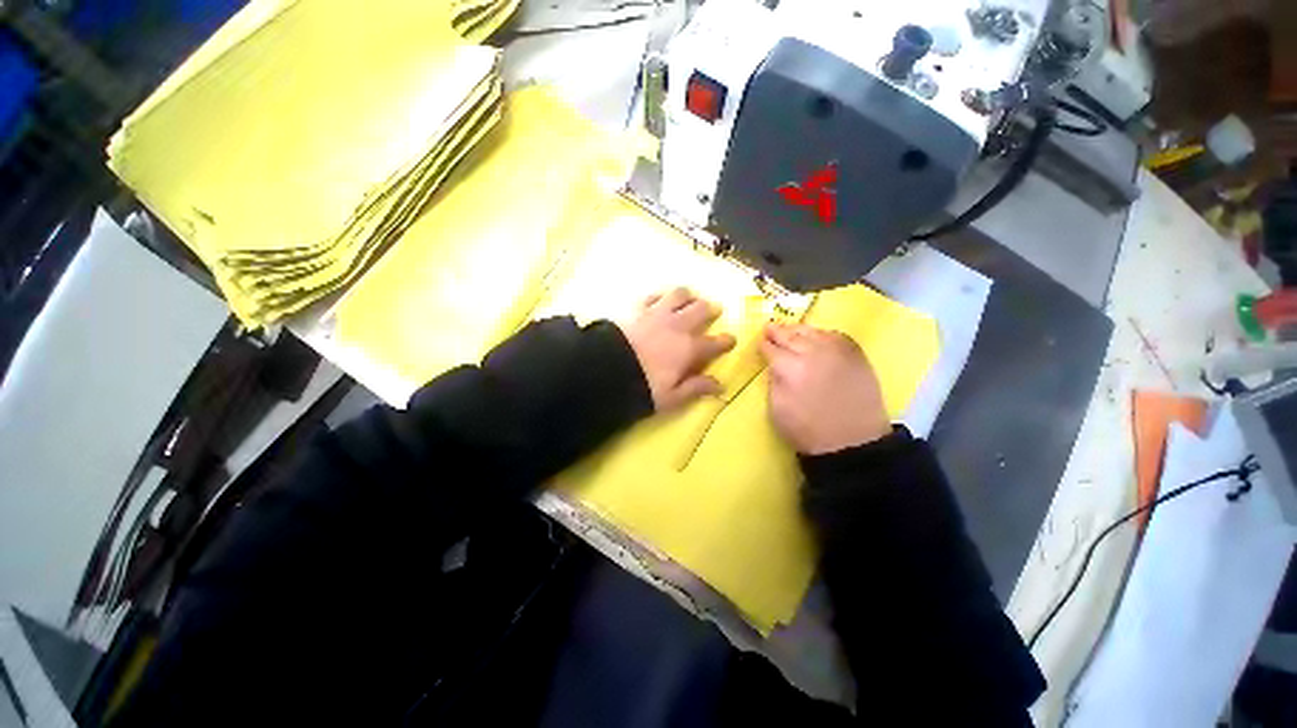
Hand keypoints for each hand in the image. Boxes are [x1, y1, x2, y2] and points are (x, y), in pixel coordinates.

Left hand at [621, 288, 736, 411]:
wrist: (606, 370)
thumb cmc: (642, 387)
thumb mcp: (671, 397)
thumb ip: (696, 388)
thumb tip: (720, 386)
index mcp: (689, 349)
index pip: (715, 343)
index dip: (726, 341)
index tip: (731, 340)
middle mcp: (678, 326)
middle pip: (702, 309)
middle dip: (711, 309)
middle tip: (714, 310)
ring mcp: (658, 313)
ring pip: (680, 294)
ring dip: (689, 295)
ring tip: (691, 298)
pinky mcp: (638, 307)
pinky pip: (655, 294)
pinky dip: (663, 295)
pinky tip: (663, 298)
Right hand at [760, 323, 890, 454]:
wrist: (852, 442)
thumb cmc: (807, 430)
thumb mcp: (777, 409)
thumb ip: (773, 381)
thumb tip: (773, 365)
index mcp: (790, 368)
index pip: (772, 349)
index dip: (764, 345)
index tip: (760, 342)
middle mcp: (813, 353)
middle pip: (791, 335)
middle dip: (778, 331)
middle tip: (769, 327)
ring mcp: (837, 352)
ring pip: (813, 332)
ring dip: (799, 330)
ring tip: (791, 330)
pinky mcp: (856, 356)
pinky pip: (836, 336)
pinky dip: (823, 333)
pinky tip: (817, 336)